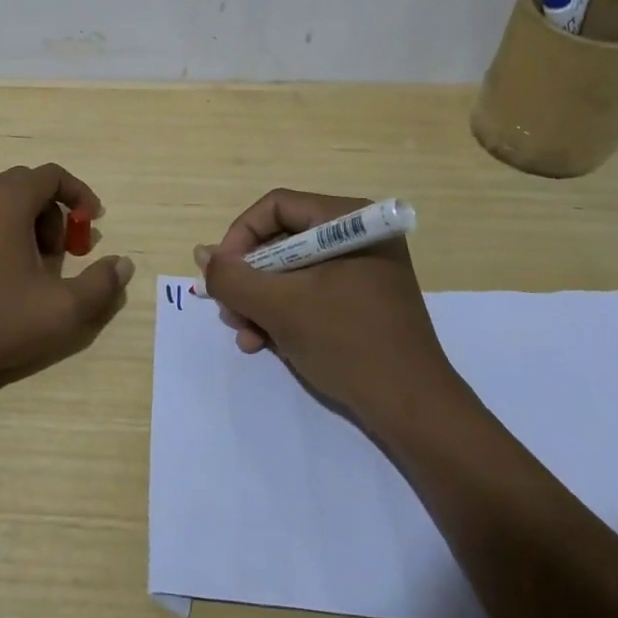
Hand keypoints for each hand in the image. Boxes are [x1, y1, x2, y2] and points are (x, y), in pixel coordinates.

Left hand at [0, 163, 133, 386]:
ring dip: (10, 213)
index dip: (78, 195)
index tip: (91, 223)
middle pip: (21, 183)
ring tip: (16, 254)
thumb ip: (100, 285)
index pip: (51, 175)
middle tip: (55, 254)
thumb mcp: (60, 311)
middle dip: (47, 211)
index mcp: (6, 198)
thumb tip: (123, 264)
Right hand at [196, 188, 454, 425]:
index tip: (221, 275)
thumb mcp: (280, 307)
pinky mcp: (363, 300)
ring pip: (291, 271)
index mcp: (348, 220)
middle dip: (249, 279)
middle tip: (230, 312)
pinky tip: (266, 344)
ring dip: (261, 302)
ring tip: (247, 336)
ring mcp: (362, 269)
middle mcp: (357, 235)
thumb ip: (233, 277)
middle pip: (281, 240)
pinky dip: (284, 314)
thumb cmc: (348, 344)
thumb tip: (203, 254)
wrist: (414, 410)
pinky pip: (311, 293)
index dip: (239, 237)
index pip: (275, 207)